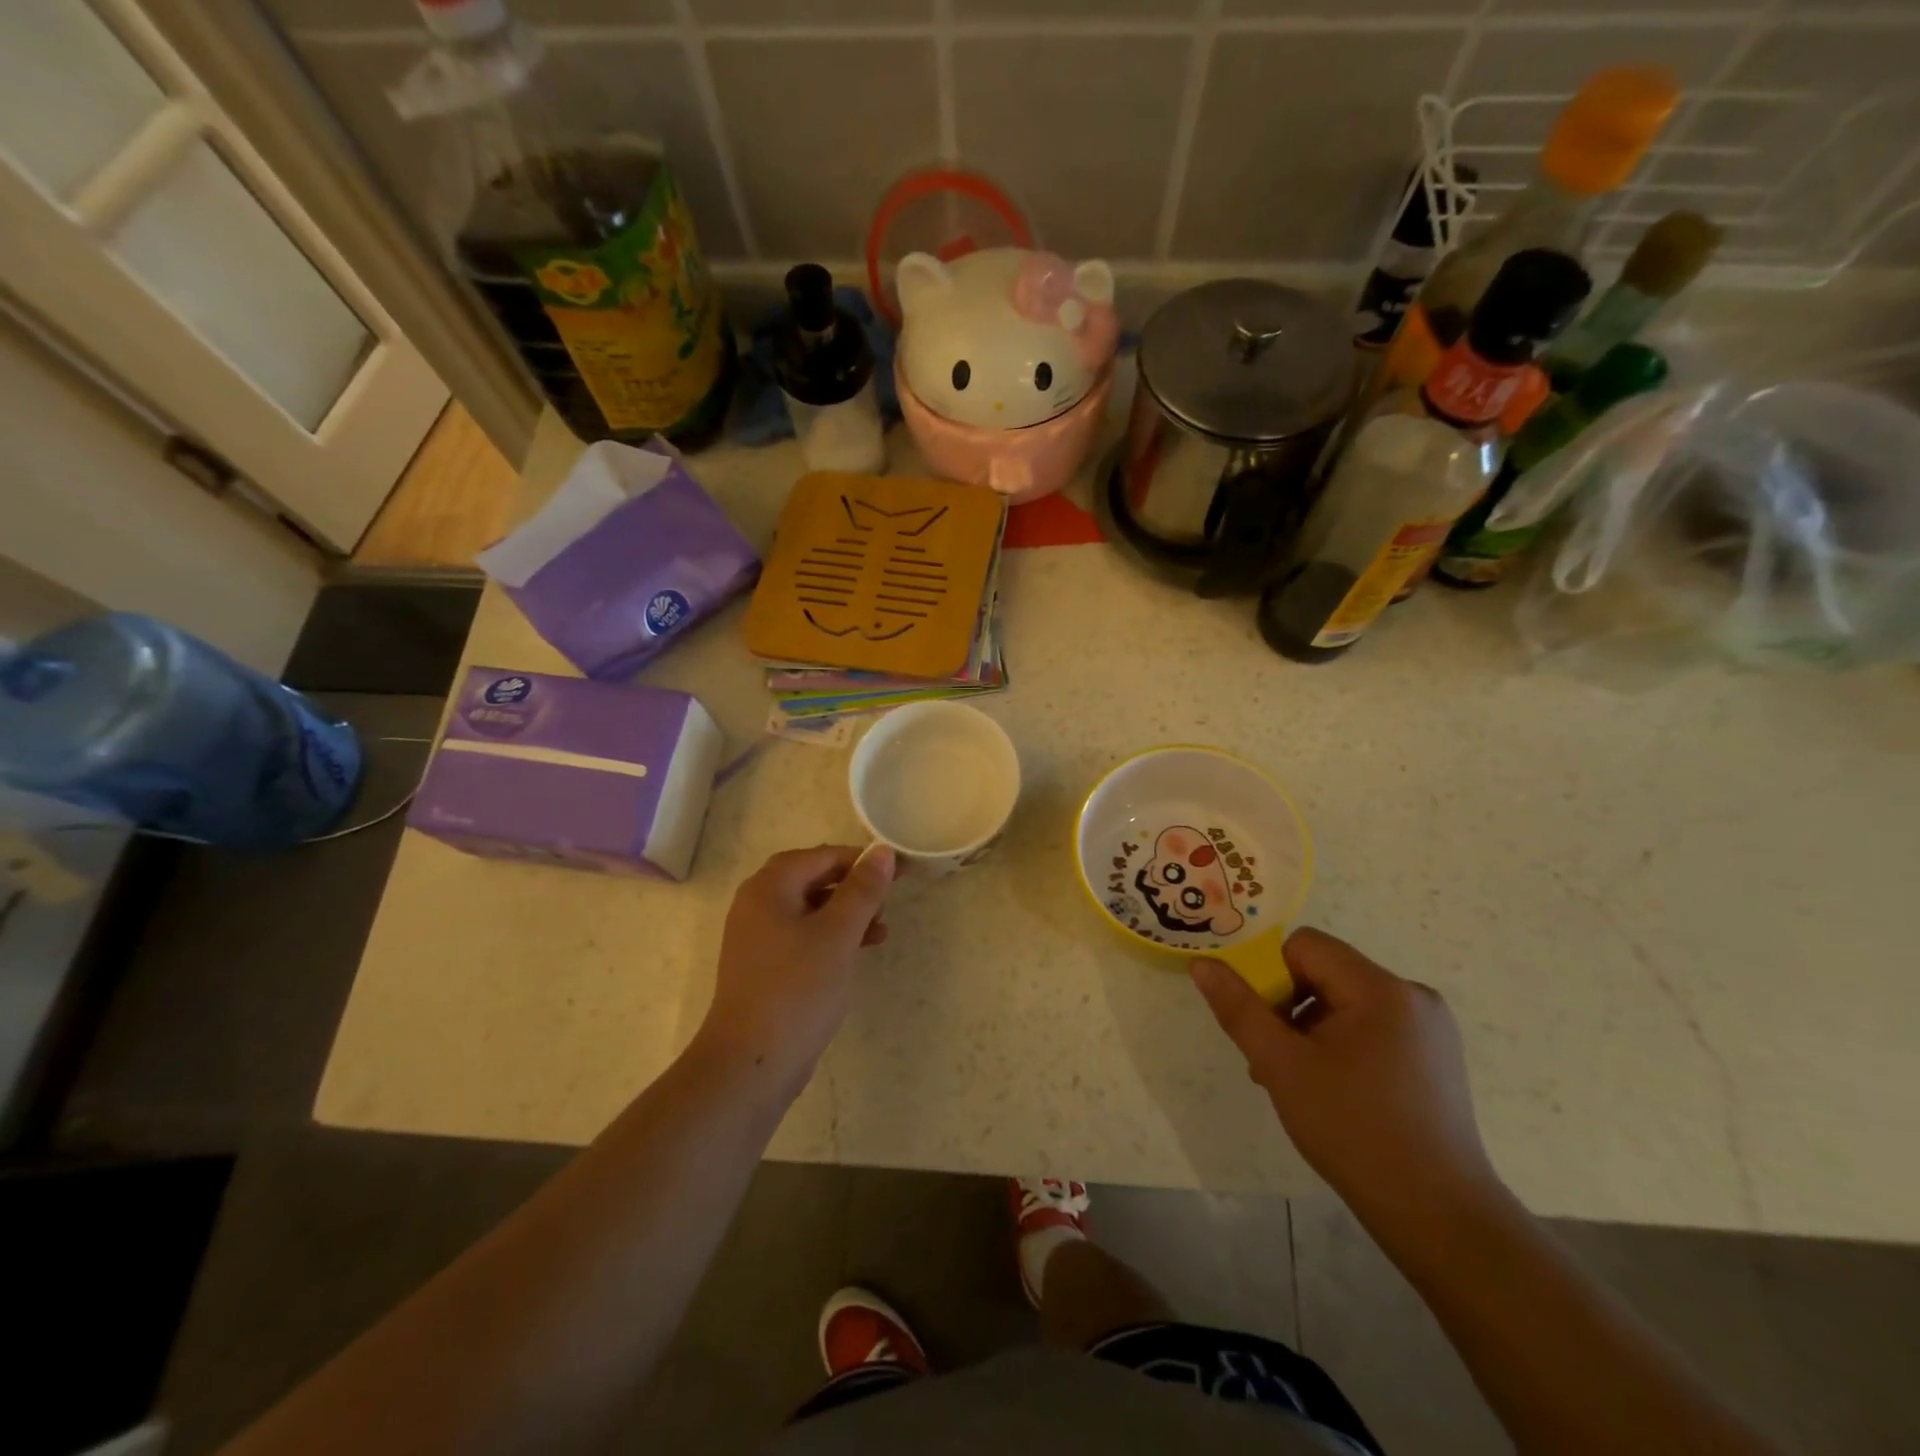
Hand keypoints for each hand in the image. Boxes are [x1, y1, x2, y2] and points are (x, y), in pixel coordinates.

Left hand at [698, 843, 897, 1090]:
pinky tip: (857, 953)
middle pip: (813, 879)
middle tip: (888, 899)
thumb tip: (881, 851)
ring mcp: (757, 938)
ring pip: (810, 910)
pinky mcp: (764, 967)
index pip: (821, 856)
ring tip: (882, 929)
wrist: (750, 1064)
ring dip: (847, 914)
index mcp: (768, 888)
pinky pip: (803, 937)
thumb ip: (862, 889)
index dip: (862, 860)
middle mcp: (756, 905)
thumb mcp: (838, 934)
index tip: (900, 871)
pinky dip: (831, 937)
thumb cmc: (797, 989)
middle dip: (854, 887)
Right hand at [1191, 927, 1503, 1233]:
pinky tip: (1333, 1089)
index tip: (1264, 1025)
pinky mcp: (1435, 1057)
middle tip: (1273, 1059)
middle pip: (1325, 972)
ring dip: (1311, 1029)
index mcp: (1381, 988)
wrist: (1438, 1217)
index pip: (1305, 946)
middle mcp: (1412, 995)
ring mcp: (1430, 1028)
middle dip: (1289, 1007)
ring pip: (1345, 1002)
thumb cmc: (1354, 1131)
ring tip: (1298, 1081)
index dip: (1272, 976)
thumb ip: (1239, 1009)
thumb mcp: (1282, 1066)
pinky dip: (1341, 1044)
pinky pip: (1371, 1026)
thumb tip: (1203, 964)